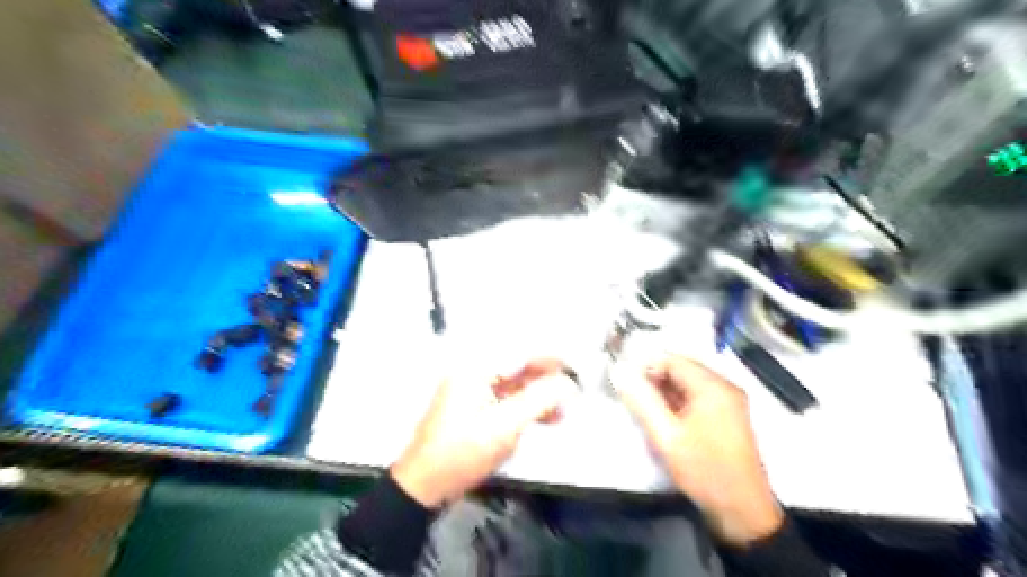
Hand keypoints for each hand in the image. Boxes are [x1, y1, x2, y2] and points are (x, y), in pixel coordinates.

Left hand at [390, 358, 575, 511]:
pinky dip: (525, 406)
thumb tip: (567, 383)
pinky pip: (505, 398)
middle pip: (517, 366)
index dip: (549, 358)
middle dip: (546, 377)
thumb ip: (538, 400)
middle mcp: (472, 372)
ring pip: (513, 384)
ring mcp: (472, 390)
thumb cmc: (462, 452)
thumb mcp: (505, 426)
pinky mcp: (473, 408)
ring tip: (564, 407)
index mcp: (475, 369)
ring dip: (538, 394)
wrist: (424, 485)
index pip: (519, 353)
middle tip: (573, 387)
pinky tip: (546, 418)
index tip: (573, 366)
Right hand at [612, 357, 784, 545]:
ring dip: (665, 392)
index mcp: (712, 386)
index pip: (672, 360)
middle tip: (632, 397)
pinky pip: (697, 397)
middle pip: (681, 369)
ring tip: (645, 410)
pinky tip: (665, 419)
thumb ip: (642, 401)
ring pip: (688, 384)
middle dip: (654, 379)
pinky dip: (678, 402)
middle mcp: (724, 386)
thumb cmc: (704, 470)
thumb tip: (620, 373)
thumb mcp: (666, 436)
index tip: (625, 382)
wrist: (743, 511)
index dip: (645, 366)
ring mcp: (729, 401)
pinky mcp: (728, 416)